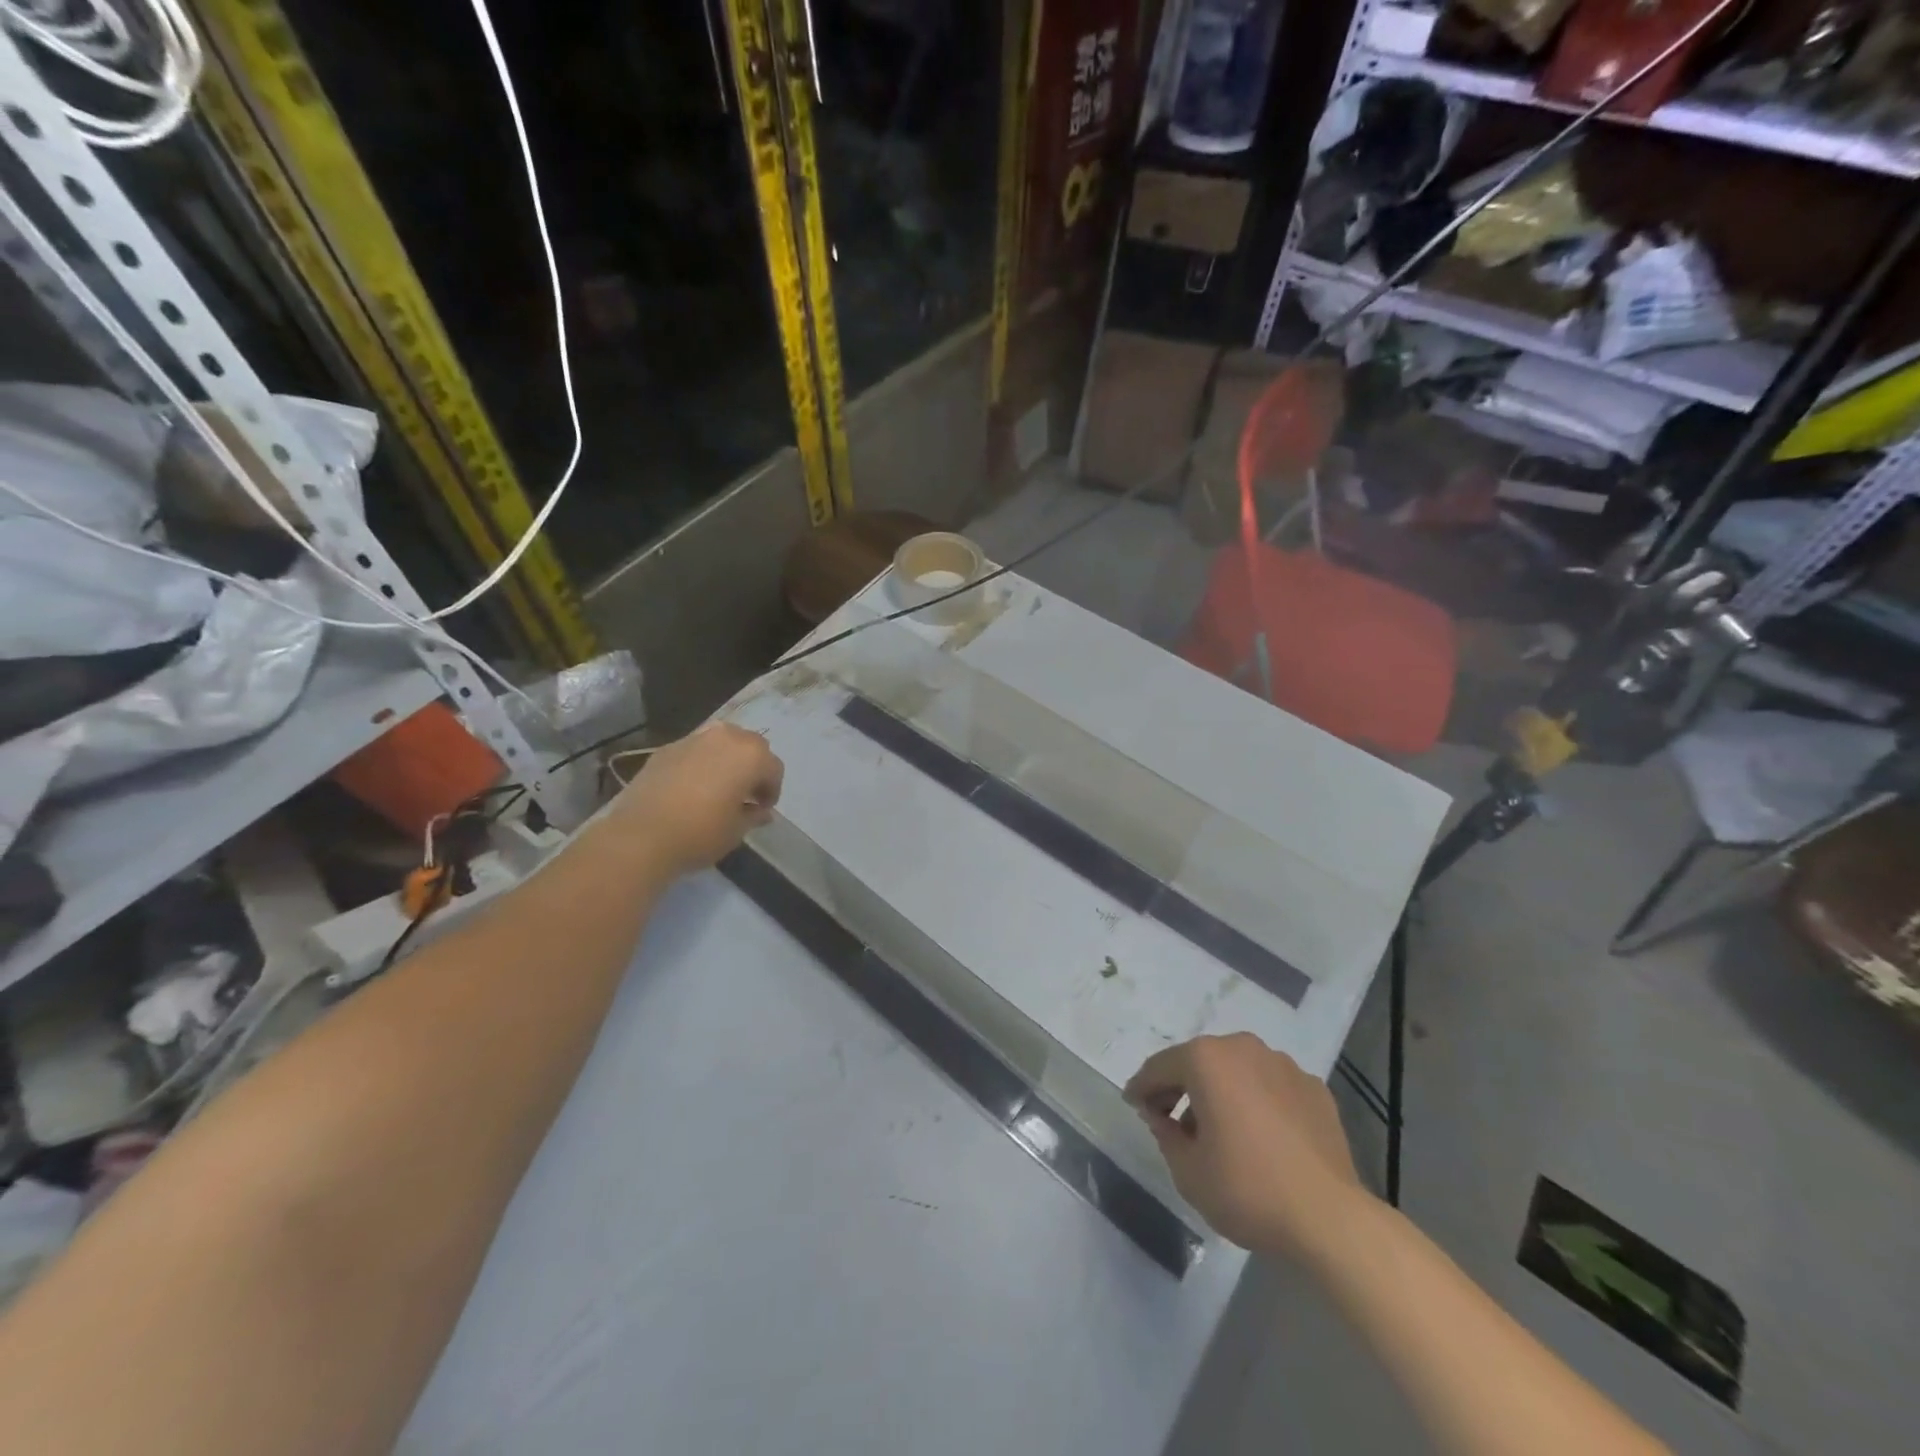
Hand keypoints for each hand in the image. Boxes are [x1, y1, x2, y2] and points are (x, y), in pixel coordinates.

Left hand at [610, 723, 783, 876]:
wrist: (641, 835)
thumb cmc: (700, 833)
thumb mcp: (736, 830)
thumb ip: (754, 815)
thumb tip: (760, 811)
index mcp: (750, 755)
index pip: (773, 769)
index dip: (771, 791)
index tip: (761, 810)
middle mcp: (726, 737)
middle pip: (751, 746)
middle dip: (752, 768)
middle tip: (744, 795)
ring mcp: (693, 739)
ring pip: (722, 743)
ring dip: (727, 761)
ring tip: (718, 788)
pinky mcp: (666, 748)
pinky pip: (695, 750)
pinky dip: (701, 763)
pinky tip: (691, 788)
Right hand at [1125, 1033, 1367, 1258]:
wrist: (1330, 1218)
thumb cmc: (1247, 1189)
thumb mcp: (1187, 1170)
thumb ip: (1164, 1134)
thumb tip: (1162, 1117)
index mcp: (1206, 1059)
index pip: (1160, 1067)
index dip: (1142, 1087)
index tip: (1133, 1104)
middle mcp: (1243, 1048)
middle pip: (1200, 1062)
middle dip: (1182, 1087)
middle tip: (1169, 1119)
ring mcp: (1283, 1065)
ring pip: (1238, 1071)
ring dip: (1221, 1093)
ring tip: (1218, 1132)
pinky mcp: (1314, 1089)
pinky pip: (1271, 1088)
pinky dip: (1257, 1103)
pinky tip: (1260, 1138)